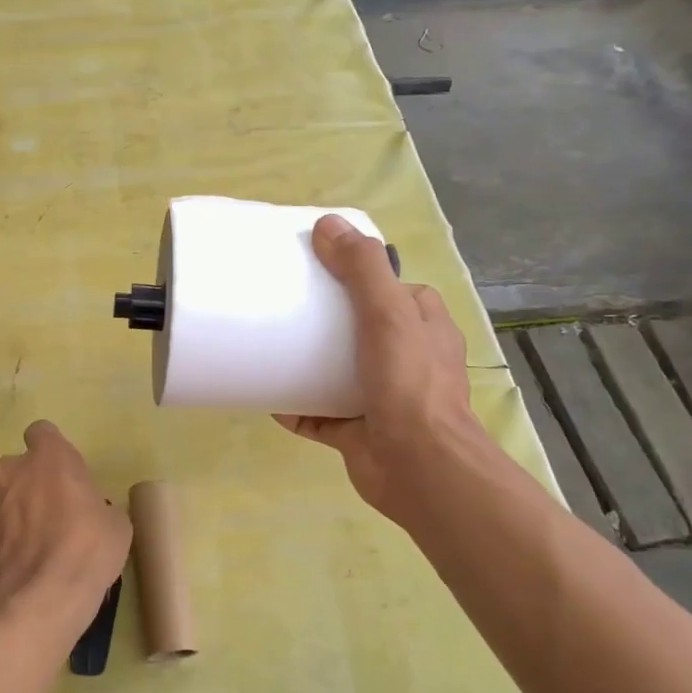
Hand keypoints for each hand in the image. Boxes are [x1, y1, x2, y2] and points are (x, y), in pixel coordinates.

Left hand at [0, 420, 132, 649]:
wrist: (39, 601)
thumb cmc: (87, 550)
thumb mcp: (117, 525)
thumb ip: (100, 507)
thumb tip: (92, 514)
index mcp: (50, 457)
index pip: (43, 433)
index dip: (53, 451)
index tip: (66, 474)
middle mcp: (12, 470)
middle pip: (20, 466)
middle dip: (33, 483)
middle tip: (57, 512)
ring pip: (3, 497)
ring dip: (17, 511)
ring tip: (38, 544)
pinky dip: (5, 539)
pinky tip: (24, 565)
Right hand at [277, 215, 507, 537]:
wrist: (419, 467)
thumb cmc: (409, 384)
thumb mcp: (389, 313)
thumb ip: (361, 268)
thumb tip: (327, 225)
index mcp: (424, 327)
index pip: (393, 289)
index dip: (361, 275)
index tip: (318, 267)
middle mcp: (407, 360)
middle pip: (360, 330)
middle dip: (325, 321)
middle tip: (284, 307)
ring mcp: (382, 398)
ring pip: (338, 373)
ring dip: (308, 364)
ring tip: (270, 347)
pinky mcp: (358, 431)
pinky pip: (319, 414)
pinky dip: (296, 408)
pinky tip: (268, 398)